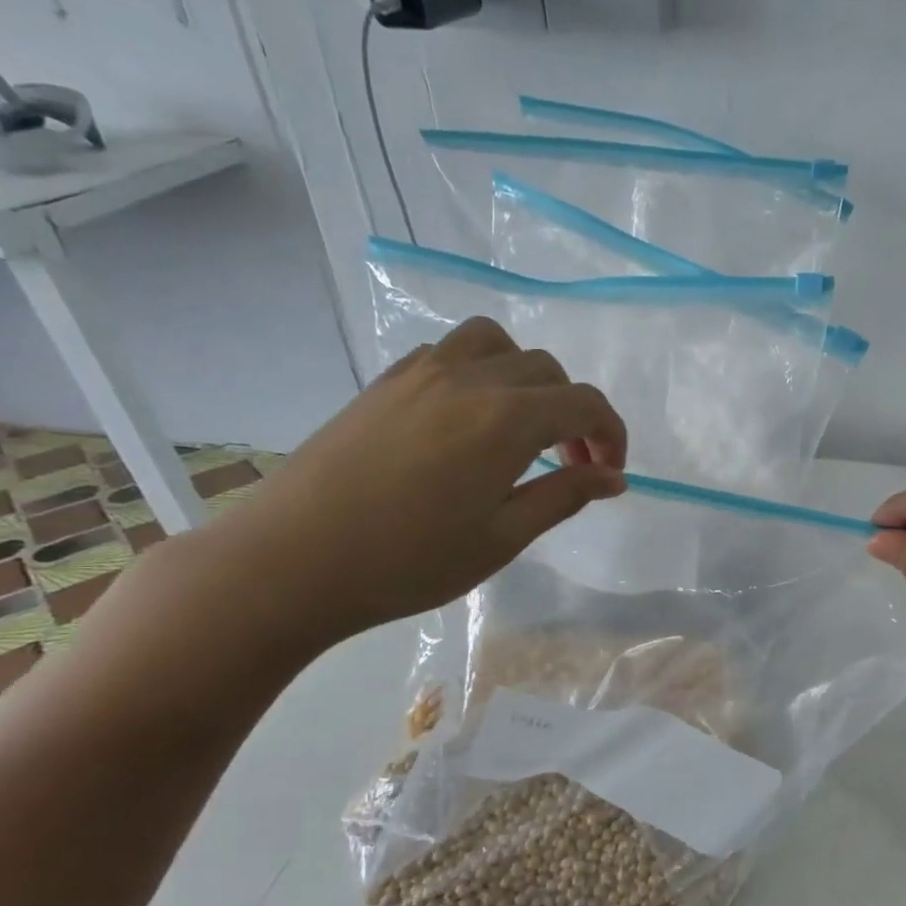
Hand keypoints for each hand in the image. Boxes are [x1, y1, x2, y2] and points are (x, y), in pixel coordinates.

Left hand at [216, 318, 626, 644]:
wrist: (290, 562)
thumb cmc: (408, 561)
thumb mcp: (502, 538)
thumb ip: (564, 496)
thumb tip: (614, 478)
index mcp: (506, 419)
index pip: (584, 403)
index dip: (611, 434)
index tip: (610, 472)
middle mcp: (469, 379)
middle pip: (546, 370)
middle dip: (574, 412)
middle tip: (569, 464)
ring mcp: (420, 373)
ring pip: (496, 343)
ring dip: (526, 377)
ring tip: (521, 425)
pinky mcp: (385, 383)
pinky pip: (449, 352)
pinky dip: (479, 371)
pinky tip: (467, 420)